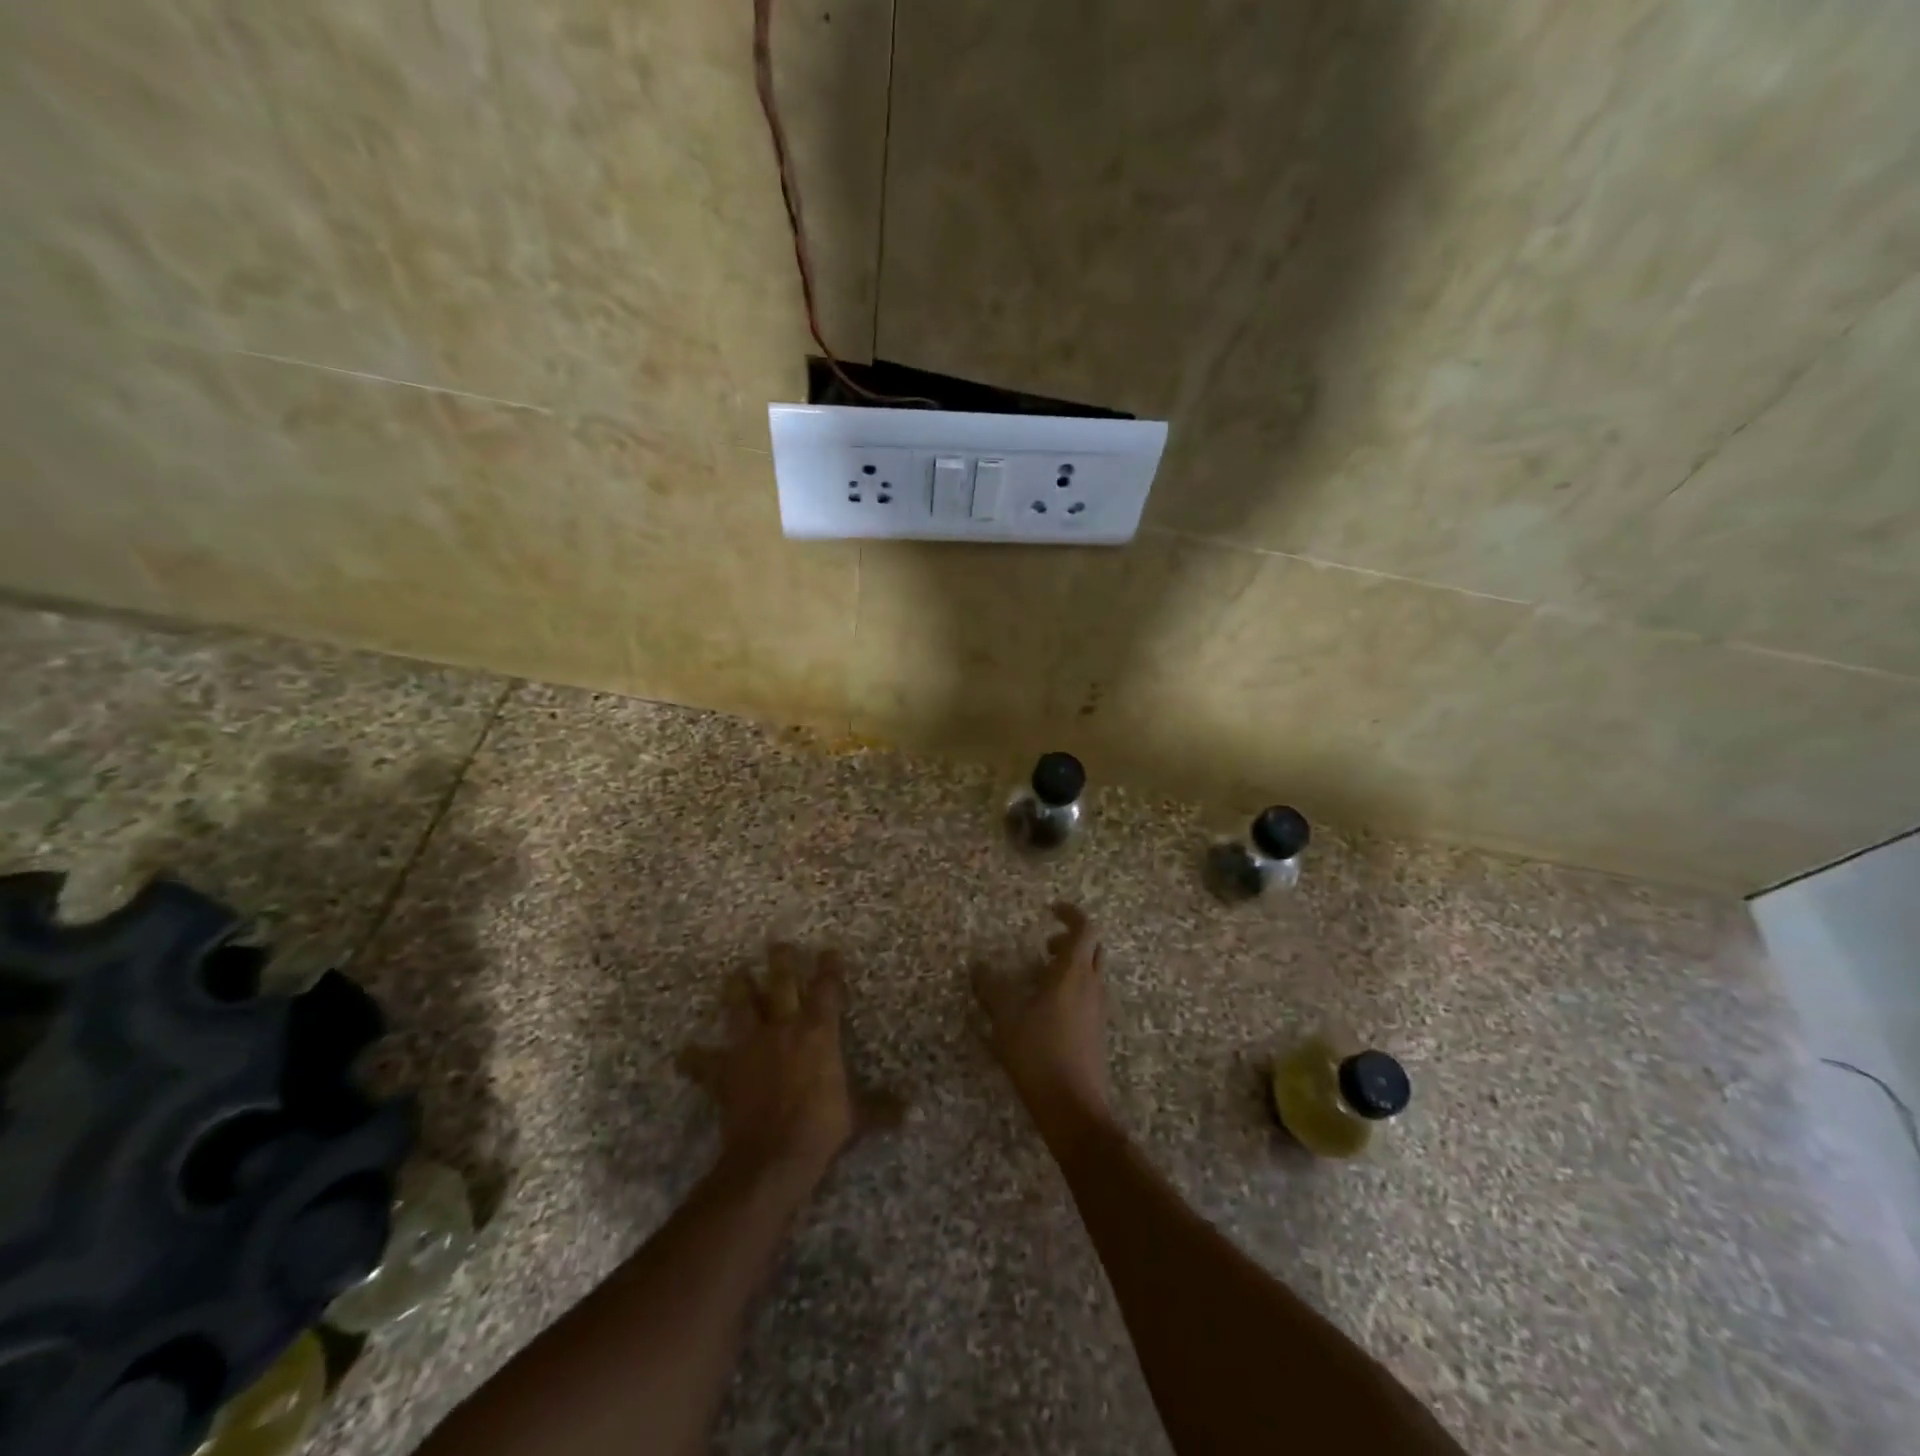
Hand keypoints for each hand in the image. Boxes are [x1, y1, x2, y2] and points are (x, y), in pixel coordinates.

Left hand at [678, 944, 896, 1188]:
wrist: (772, 1156)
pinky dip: (694, 1058)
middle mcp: (784, 1029)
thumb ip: (879, 1108)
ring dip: (737, 989)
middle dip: (781, 962)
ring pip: (741, 1007)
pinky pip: (704, 1062)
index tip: (830, 951)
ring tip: (734, 974)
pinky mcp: (725, 1072)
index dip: (830, 969)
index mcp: (818, 1032)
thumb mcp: (856, 1117)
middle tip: (778, 944)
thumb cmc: (820, 1128)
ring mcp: (750, 1047)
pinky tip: (683, 1053)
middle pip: (781, 984)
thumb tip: (909, 1110)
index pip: (827, 990)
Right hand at [972, 903, 1112, 1132]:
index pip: (1084, 928)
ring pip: (1092, 973)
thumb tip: (978, 966)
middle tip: (1044, 946)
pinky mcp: (1097, 1032)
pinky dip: (1072, 988)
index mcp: (1073, 973)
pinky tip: (1046, 1010)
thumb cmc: (1038, 1054)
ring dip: (1071, 965)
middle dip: (1070, 940)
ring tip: (1040, 978)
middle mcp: (1092, 985)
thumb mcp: (1005, 1018)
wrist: (1074, 1107)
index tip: (1051, 910)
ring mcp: (1098, 1010)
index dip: (1070, 914)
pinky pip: (1089, 995)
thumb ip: (991, 988)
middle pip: (1093, 948)